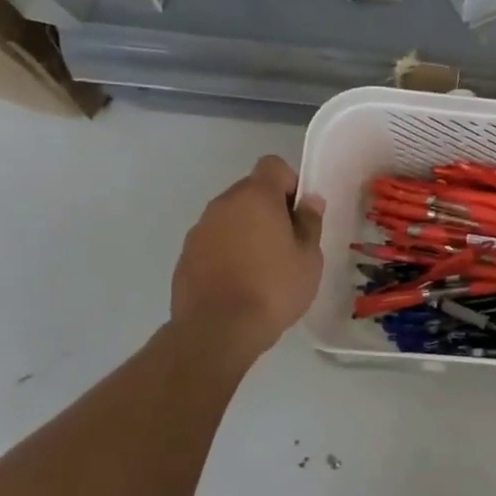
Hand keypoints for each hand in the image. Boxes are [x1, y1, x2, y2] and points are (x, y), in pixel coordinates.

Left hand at [169, 156, 323, 358]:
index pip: (273, 165)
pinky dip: (227, 252)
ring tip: (262, 267)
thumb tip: (310, 200)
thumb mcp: (309, 257)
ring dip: (247, 231)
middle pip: (251, 191)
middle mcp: (223, 204)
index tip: (299, 213)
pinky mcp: (185, 255)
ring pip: (231, 217)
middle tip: (287, 244)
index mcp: (256, 196)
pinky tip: (239, 283)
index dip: (290, 183)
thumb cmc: (273, 288)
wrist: (217, 330)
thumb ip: (310, 223)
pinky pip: (214, 241)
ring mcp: (200, 229)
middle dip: (269, 209)